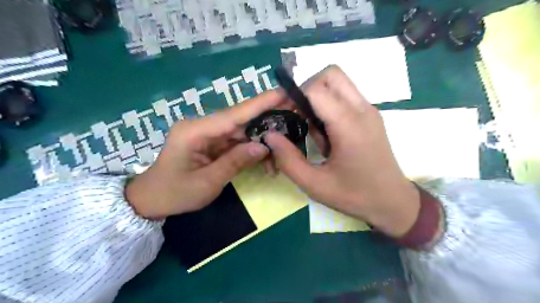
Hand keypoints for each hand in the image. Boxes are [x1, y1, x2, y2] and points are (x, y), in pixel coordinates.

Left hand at [127, 90, 288, 219]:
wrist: (152, 200)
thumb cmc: (175, 193)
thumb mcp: (207, 183)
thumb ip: (235, 162)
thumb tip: (263, 146)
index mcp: (195, 131)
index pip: (233, 115)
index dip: (259, 103)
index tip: (282, 92)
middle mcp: (202, 126)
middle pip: (240, 120)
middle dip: (267, 119)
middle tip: (292, 114)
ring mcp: (207, 134)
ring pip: (241, 131)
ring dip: (261, 139)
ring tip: (282, 144)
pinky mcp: (211, 143)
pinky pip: (235, 142)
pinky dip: (251, 148)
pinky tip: (265, 157)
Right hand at [266, 66, 421, 235]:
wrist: (393, 202)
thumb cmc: (354, 195)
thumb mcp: (314, 184)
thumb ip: (287, 159)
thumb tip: (269, 135)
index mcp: (348, 125)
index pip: (315, 88)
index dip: (293, 96)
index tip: (284, 114)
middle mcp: (362, 109)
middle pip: (330, 74)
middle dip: (307, 89)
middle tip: (298, 115)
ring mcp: (369, 110)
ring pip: (339, 83)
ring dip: (319, 97)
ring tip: (314, 128)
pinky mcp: (371, 116)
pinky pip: (346, 96)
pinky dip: (330, 104)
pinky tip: (328, 133)